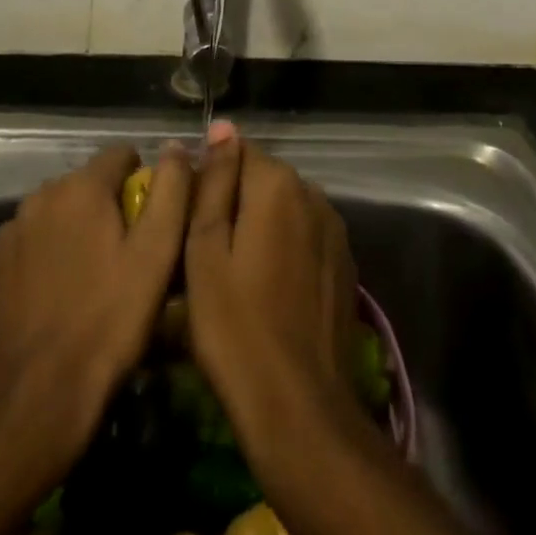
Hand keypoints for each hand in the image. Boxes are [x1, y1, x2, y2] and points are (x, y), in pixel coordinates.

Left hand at [0, 144, 190, 455]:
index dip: (142, 181)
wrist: (33, 410)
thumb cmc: (108, 325)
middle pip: (85, 186)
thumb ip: (171, 189)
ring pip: (53, 218)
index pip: (121, 155)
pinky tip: (53, 303)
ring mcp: (5, 238)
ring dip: (72, 234)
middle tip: (124, 257)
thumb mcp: (157, 254)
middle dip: (106, 209)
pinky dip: (40, 264)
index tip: (151, 220)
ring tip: (89, 282)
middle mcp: (38, 199)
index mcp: (81, 188)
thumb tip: (175, 147)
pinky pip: (24, 252)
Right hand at [183, 128, 364, 452]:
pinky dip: (286, 250)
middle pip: (264, 179)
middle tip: (207, 254)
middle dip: (236, 202)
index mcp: (278, 184)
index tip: (191, 219)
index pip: (238, 152)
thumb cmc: (235, 328)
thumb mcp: (205, 251)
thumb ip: (214, 182)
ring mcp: (334, 228)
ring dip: (262, 226)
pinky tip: (269, 291)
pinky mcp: (344, 262)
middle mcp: (313, 193)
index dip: (210, 180)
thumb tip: (222, 127)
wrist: (299, 407)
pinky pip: (306, 237)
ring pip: (286, 209)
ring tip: (236, 276)